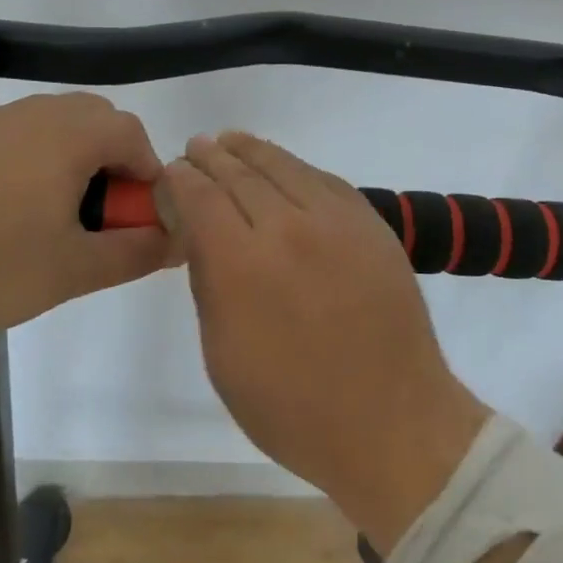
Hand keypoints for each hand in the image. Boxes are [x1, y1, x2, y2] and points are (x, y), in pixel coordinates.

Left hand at [0, 92, 176, 331]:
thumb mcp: (74, 270)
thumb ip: (136, 252)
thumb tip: (177, 240)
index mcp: (69, 137)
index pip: (132, 134)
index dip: (146, 172)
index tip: (136, 213)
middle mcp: (34, 114)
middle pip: (94, 118)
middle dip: (111, 156)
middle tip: (99, 209)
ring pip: (52, 121)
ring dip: (71, 153)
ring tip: (53, 207)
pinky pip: (11, 133)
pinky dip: (29, 155)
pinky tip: (6, 203)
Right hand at [161, 132, 489, 554]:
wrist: (392, 421)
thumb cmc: (293, 407)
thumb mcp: (223, 357)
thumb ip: (207, 283)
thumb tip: (198, 234)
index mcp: (241, 264)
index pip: (200, 197)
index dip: (180, 180)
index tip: (170, 174)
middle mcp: (288, 228)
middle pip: (239, 174)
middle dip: (211, 158)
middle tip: (196, 148)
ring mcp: (336, 221)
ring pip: (284, 167)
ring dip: (251, 151)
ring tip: (230, 141)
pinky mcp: (371, 224)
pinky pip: (325, 180)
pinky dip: (296, 168)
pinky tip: (284, 168)